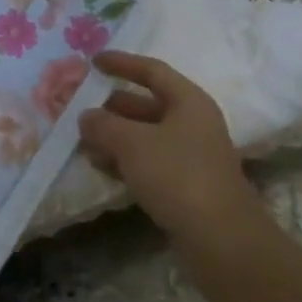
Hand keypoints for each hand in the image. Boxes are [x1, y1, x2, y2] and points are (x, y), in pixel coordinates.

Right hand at [78, 51, 252, 237]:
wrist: (222, 240)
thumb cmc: (178, 176)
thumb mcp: (132, 143)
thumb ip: (103, 125)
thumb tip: (85, 117)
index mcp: (189, 101)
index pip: (152, 71)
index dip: (122, 63)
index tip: (93, 61)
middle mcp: (193, 123)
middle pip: (147, 104)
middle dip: (112, 106)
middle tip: (80, 107)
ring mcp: (191, 156)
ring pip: (145, 136)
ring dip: (115, 136)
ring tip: (82, 141)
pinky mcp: (186, 186)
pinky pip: (148, 162)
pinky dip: (124, 160)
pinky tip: (100, 167)